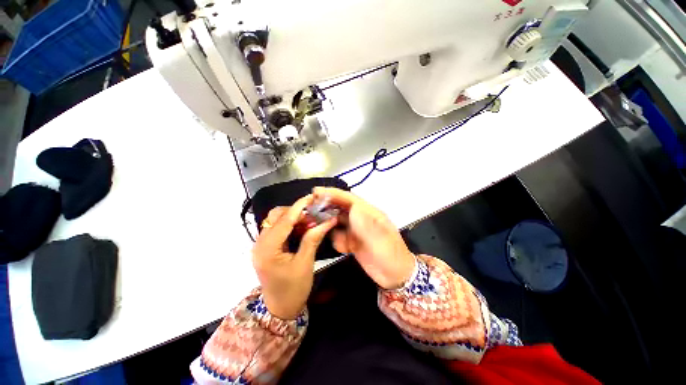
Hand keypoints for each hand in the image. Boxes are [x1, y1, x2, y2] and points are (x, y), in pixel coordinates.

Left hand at [252, 195, 337, 319]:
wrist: (280, 309)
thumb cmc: (293, 289)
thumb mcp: (306, 263)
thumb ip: (313, 238)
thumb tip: (327, 221)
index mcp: (268, 249)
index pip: (284, 220)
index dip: (299, 207)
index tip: (311, 197)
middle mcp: (260, 243)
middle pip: (275, 216)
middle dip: (295, 212)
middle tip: (313, 216)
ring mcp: (261, 245)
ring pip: (275, 220)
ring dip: (292, 217)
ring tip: (309, 222)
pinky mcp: (266, 247)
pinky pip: (277, 228)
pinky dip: (289, 225)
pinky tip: (301, 228)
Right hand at [313, 187, 415, 289]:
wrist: (395, 276)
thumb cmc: (389, 254)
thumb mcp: (378, 236)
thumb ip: (364, 221)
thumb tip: (352, 206)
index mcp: (368, 213)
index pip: (348, 199)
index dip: (333, 193)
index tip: (316, 191)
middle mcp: (360, 219)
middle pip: (340, 208)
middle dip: (326, 207)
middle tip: (311, 208)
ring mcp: (356, 231)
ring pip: (337, 222)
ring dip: (329, 225)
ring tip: (318, 227)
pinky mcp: (353, 243)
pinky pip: (339, 237)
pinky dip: (336, 241)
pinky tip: (342, 248)